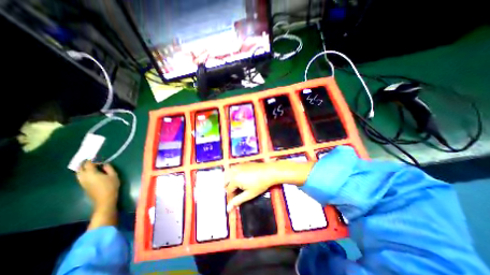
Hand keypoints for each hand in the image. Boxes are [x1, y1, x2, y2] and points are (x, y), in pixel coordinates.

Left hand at [78, 160, 121, 209]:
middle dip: (83, 163)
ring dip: (82, 168)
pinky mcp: (83, 186)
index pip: (88, 164)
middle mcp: (84, 177)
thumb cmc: (111, 186)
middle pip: (80, 168)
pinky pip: (80, 177)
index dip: (91, 160)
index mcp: (91, 173)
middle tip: (89, 160)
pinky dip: (83, 173)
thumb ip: (109, 168)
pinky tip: (89, 173)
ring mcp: (82, 182)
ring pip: (78, 173)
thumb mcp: (113, 175)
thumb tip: (105, 164)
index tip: (96, 157)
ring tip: (88, 166)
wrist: (104, 199)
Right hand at [224, 160, 313, 210]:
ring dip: (230, 180)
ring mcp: (238, 166)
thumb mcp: (249, 194)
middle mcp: (233, 171)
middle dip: (230, 188)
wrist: (269, 172)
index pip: (228, 190)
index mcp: (234, 179)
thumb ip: (237, 201)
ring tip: (238, 186)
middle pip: (226, 181)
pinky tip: (241, 178)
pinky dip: (234, 174)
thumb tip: (228, 209)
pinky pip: (233, 169)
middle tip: (238, 193)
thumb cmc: (260, 184)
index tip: (236, 201)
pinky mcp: (242, 163)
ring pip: (228, 174)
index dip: (232, 197)